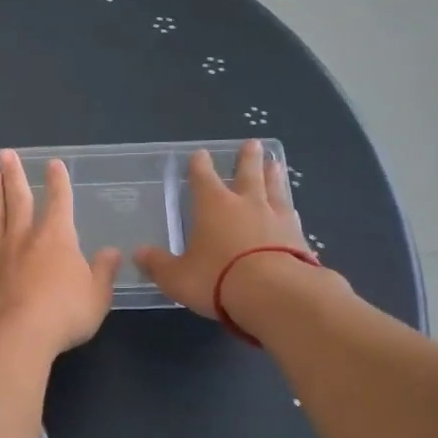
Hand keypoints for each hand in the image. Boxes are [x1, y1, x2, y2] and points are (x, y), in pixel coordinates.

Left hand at [0, 151, 120, 356]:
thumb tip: (112, 252)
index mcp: (56, 238)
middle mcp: (23, 238)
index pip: (59, 202)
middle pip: (18, 199)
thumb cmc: (62, 314)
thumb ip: (103, 272)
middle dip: (14, 175)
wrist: (12, 336)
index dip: (58, 182)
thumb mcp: (96, 297)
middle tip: (5, 154)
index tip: (53, 163)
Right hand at [135, 141, 319, 316]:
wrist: (276, 294)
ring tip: (276, 163)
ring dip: (273, 176)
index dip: (200, 165)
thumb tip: (138, 254)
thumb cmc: (218, 279)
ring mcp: (277, 219)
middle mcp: (246, 204)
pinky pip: (293, 217)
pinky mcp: (300, 239)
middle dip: (247, 158)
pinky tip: (294, 211)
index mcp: (213, 206)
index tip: (201, 153)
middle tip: (252, 143)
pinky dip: (290, 210)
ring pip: (275, 189)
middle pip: (247, 174)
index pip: (203, 178)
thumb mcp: (177, 277)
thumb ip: (159, 264)